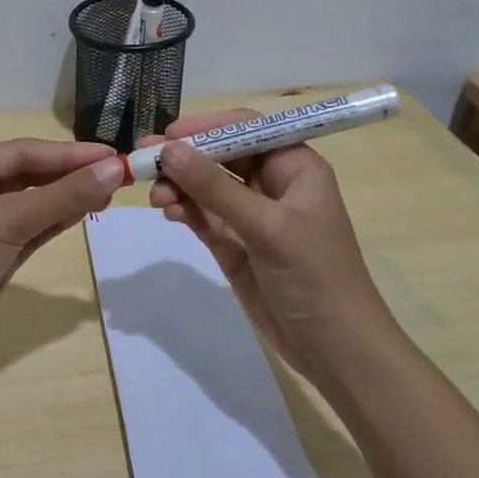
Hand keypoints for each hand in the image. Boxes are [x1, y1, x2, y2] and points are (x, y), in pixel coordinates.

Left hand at [0, 138, 122, 370]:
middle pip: (27, 174)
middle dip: (69, 173)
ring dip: (67, 197)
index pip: (22, 151)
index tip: (112, 155)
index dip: (68, 152)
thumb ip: (61, 196)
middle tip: (117, 175)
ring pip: (32, 203)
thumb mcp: (6, 222)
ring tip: (109, 191)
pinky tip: (84, 213)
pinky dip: (56, 221)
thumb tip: (113, 169)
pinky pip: (31, 230)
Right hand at [144, 111, 393, 381]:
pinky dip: (183, 210)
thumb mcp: (267, 226)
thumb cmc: (315, 276)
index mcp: (295, 167)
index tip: (169, 134)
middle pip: (220, 156)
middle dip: (184, 157)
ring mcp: (251, 216)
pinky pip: (202, 216)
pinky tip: (168, 211)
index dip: (208, 127)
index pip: (247, 129)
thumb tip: (169, 150)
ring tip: (155, 196)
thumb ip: (215, 188)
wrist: (334, 350)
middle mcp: (272, 185)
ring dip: (179, 185)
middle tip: (144, 159)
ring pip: (206, 187)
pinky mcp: (235, 244)